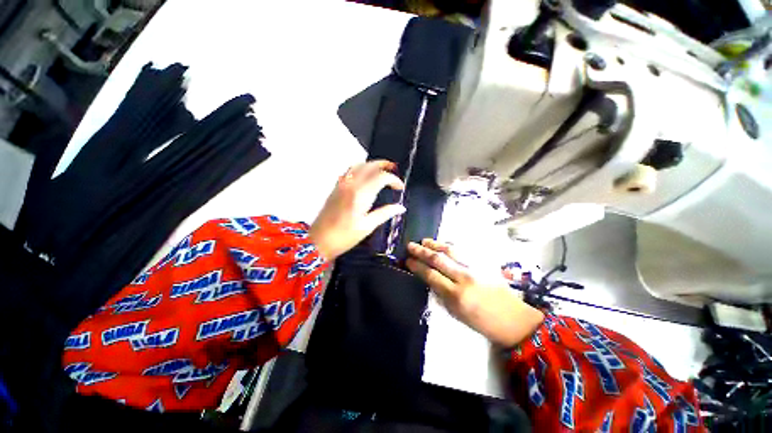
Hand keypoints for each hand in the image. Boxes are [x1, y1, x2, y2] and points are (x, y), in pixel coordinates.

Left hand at [309, 160, 405, 260]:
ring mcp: (341, 185)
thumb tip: (400, 208)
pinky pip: (349, 171)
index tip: (400, 188)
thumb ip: (385, 213)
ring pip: (358, 165)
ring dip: (371, 165)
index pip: (381, 177)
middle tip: (394, 169)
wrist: (319, 241)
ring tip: (381, 170)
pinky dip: (360, 169)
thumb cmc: (345, 236)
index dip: (394, 180)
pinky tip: (365, 176)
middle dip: (384, 164)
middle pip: (369, 165)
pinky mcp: (335, 188)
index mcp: (361, 194)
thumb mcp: (368, 226)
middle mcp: (351, 184)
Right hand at [406, 239, 544, 346]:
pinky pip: (463, 251)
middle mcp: (464, 278)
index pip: (431, 275)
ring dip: (435, 244)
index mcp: (456, 295)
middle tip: (410, 245)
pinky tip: (442, 244)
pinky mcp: (483, 263)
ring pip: (450, 251)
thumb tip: (429, 278)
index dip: (417, 266)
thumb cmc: (482, 322)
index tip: (408, 260)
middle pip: (438, 259)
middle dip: (421, 251)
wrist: (513, 319)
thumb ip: (441, 294)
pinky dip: (450, 246)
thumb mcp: (456, 313)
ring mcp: (475, 268)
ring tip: (423, 240)